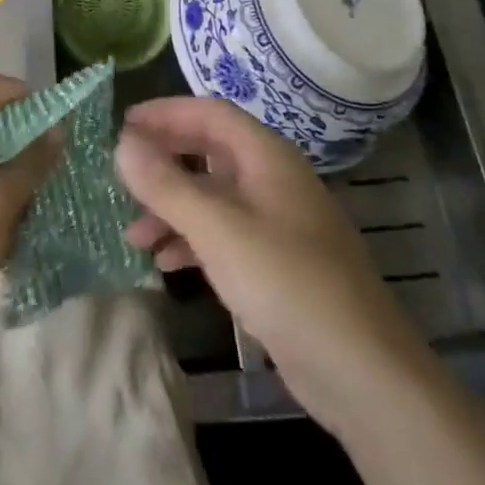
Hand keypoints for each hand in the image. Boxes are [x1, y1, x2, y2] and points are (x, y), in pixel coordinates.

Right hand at [116, 97, 419, 434]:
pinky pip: (224, 234)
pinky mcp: (277, 263)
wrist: (361, 371)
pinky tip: (165, 263)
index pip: (210, 113)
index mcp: (267, 156)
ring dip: (173, 206)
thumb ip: (166, 185)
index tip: (123, 124)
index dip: (165, 113)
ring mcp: (278, 222)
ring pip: (214, 196)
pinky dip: (192, 240)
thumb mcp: (217, 229)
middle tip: (122, 173)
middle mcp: (273, 179)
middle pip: (210, 151)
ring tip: (134, 233)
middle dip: (165, 160)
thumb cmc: (287, 283)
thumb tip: (122, 144)